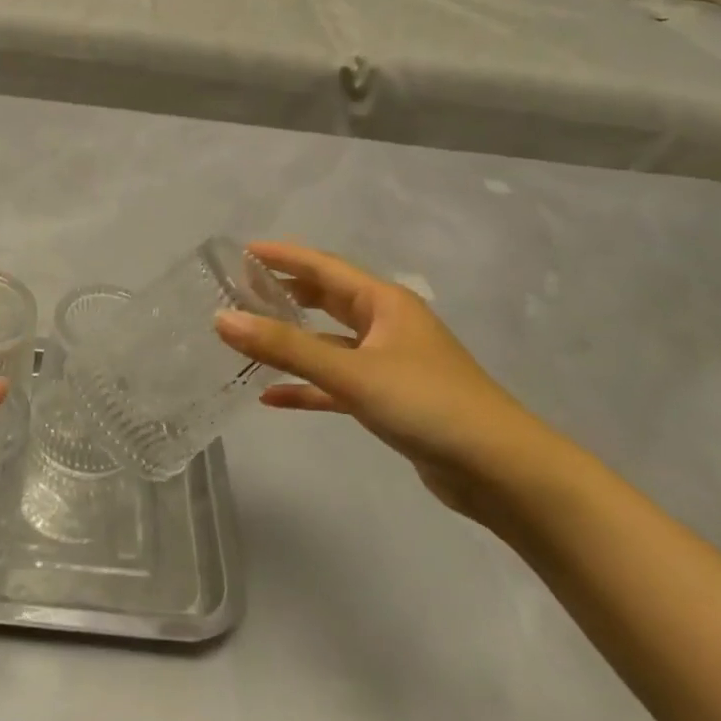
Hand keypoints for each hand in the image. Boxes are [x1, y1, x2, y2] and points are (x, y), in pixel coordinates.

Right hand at [215, 240, 563, 518]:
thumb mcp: (351, 372)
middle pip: (327, 299)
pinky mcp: (387, 400)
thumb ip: (286, 347)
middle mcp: (386, 325)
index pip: (324, 267)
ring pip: (329, 343)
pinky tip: (271, 396)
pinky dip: (306, 387)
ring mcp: (388, 363)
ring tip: (247, 337)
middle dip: (286, 293)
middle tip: (240, 290)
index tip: (243, 251)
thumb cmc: (427, 404)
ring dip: (291, 341)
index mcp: (384, 303)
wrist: (498, 469)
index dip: (284, 256)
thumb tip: (222, 319)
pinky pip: (336, 385)